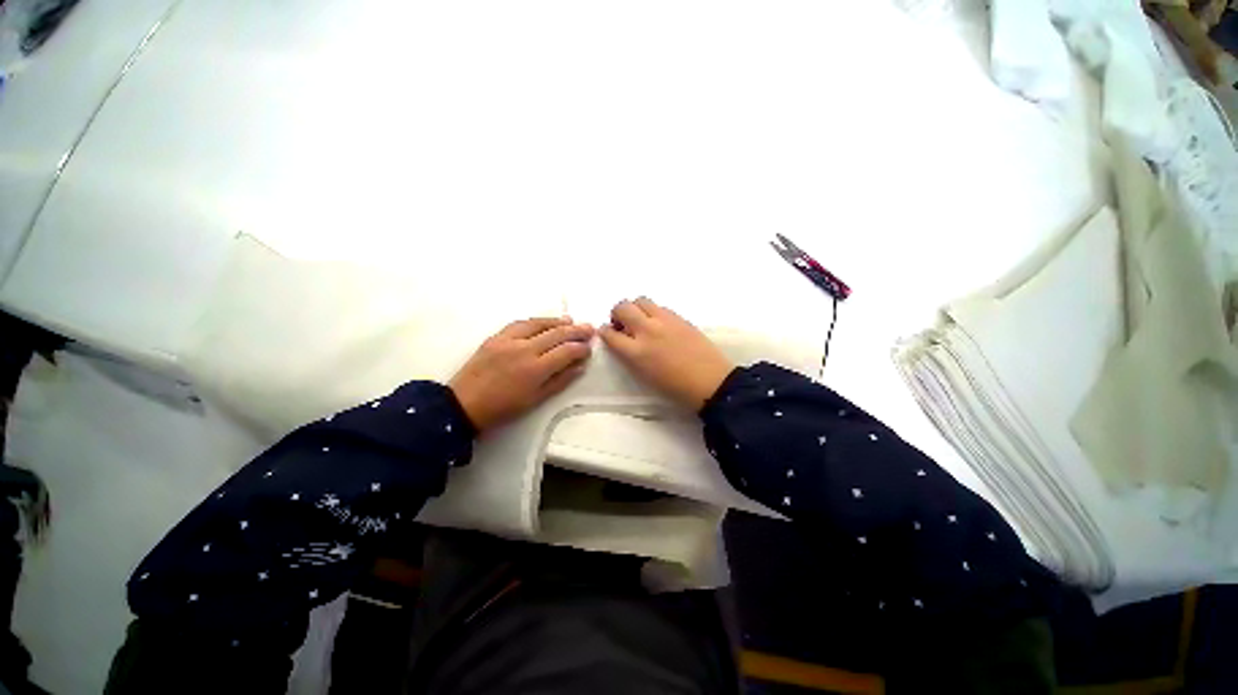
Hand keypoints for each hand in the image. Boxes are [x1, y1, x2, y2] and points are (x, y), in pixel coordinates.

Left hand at [450, 317, 594, 432]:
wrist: (464, 404)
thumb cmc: (503, 408)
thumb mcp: (536, 400)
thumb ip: (560, 381)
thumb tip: (580, 366)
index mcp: (536, 369)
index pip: (566, 351)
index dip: (581, 348)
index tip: (589, 348)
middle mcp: (525, 349)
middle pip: (557, 334)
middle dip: (576, 330)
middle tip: (589, 328)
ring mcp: (509, 340)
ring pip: (539, 324)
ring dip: (557, 321)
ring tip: (571, 321)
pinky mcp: (496, 336)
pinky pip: (520, 323)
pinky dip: (536, 321)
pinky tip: (545, 322)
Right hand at [599, 297, 733, 410]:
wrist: (710, 382)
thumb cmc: (674, 387)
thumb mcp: (643, 376)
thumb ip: (629, 356)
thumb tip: (623, 341)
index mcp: (636, 352)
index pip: (610, 334)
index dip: (604, 332)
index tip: (607, 333)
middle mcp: (647, 330)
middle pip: (623, 308)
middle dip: (617, 314)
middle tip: (623, 324)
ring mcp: (665, 321)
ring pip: (641, 300)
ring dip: (635, 308)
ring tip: (641, 321)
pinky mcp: (679, 317)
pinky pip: (659, 306)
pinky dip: (652, 312)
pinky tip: (659, 324)